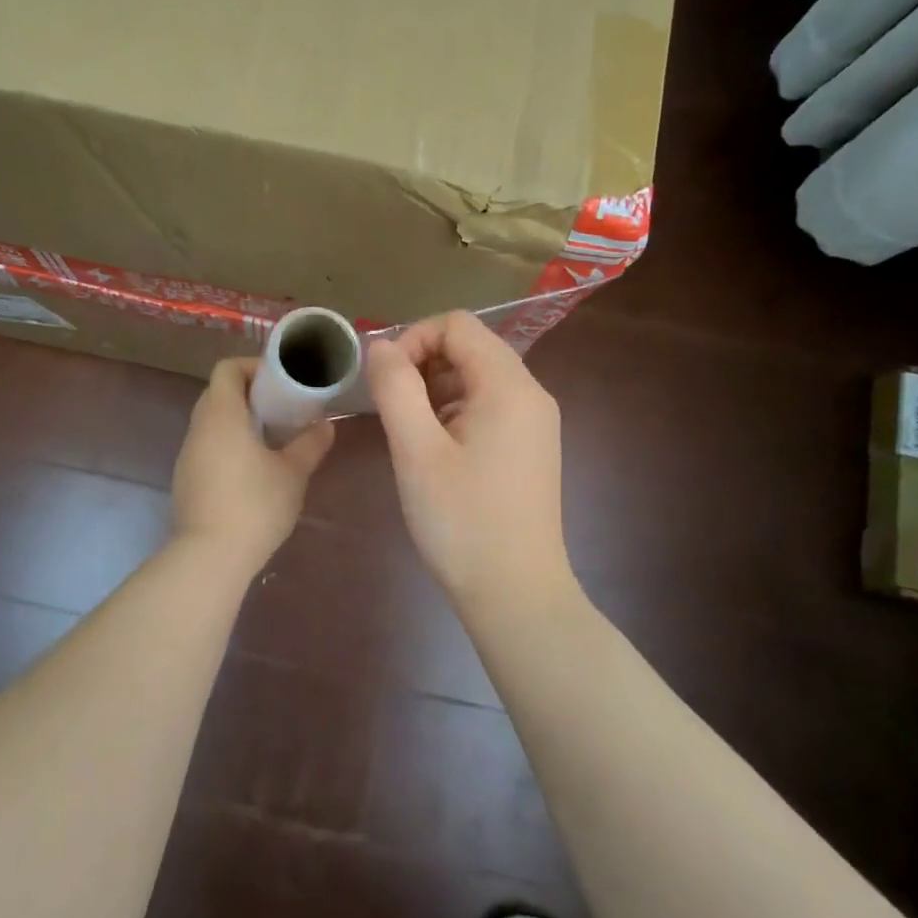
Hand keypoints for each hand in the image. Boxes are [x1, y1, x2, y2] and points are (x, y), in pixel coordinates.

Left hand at [172, 358, 333, 570]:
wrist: (211, 556)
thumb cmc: (255, 505)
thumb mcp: (292, 473)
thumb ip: (310, 444)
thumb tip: (326, 425)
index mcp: (221, 414)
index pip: (227, 369)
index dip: (253, 367)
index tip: (281, 381)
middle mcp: (198, 428)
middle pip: (218, 393)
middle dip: (250, 394)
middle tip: (282, 409)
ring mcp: (187, 455)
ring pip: (212, 422)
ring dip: (239, 422)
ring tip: (271, 438)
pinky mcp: (186, 480)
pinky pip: (207, 447)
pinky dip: (228, 445)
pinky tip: (252, 470)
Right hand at [366, 313, 579, 616]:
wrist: (515, 592)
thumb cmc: (461, 521)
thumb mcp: (416, 451)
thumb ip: (395, 388)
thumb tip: (382, 347)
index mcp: (509, 386)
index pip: (457, 325)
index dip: (413, 339)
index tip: (385, 382)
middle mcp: (531, 394)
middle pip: (471, 347)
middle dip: (422, 363)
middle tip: (391, 408)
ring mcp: (536, 422)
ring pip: (478, 376)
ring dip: (436, 389)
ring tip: (409, 432)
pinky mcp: (530, 447)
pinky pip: (489, 406)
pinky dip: (455, 411)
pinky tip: (435, 450)